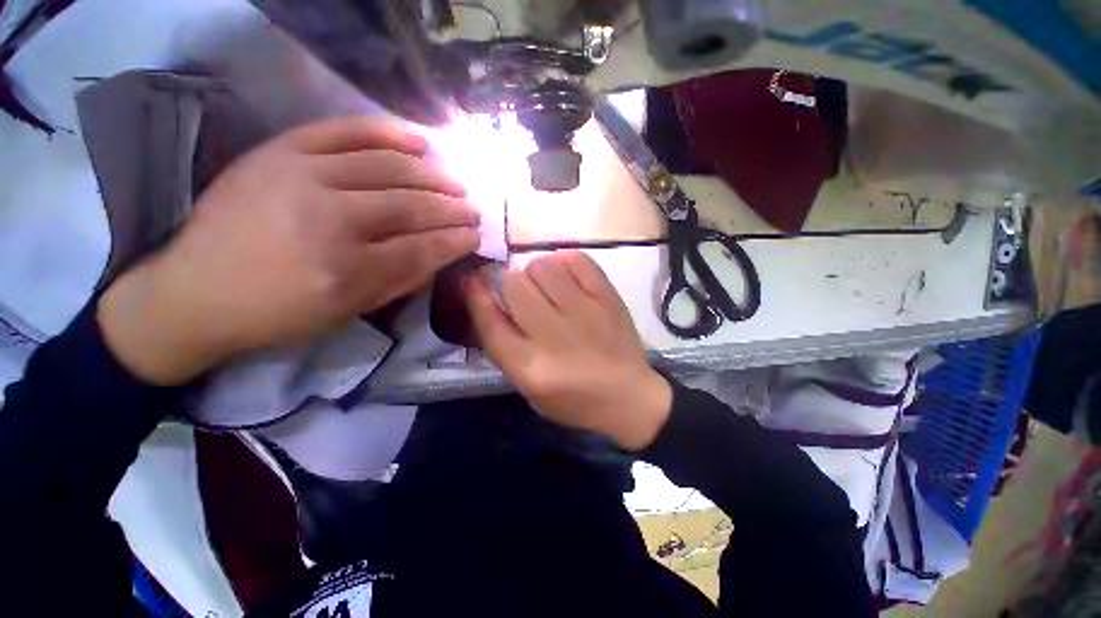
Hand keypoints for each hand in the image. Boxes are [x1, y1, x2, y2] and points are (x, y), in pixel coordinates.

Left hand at [99, 116, 479, 384]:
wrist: (194, 290)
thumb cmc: (277, 314)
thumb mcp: (347, 314)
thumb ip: (400, 283)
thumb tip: (439, 256)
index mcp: (346, 271)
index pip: (422, 248)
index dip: (455, 240)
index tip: (477, 235)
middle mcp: (330, 219)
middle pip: (411, 207)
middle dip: (451, 209)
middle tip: (473, 209)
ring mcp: (302, 177)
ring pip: (388, 168)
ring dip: (432, 176)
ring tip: (456, 182)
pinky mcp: (281, 152)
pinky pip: (344, 131)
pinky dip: (387, 132)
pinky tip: (419, 139)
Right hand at [464, 251, 671, 449]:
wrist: (628, 396)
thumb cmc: (572, 397)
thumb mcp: (527, 386)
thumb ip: (502, 343)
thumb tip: (484, 295)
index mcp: (530, 367)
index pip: (489, 321)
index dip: (475, 296)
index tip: (474, 281)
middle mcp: (554, 336)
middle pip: (514, 284)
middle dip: (510, 285)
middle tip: (525, 296)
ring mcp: (585, 312)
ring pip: (542, 266)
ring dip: (537, 272)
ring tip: (548, 287)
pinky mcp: (608, 298)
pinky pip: (576, 259)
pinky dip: (564, 262)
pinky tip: (568, 278)